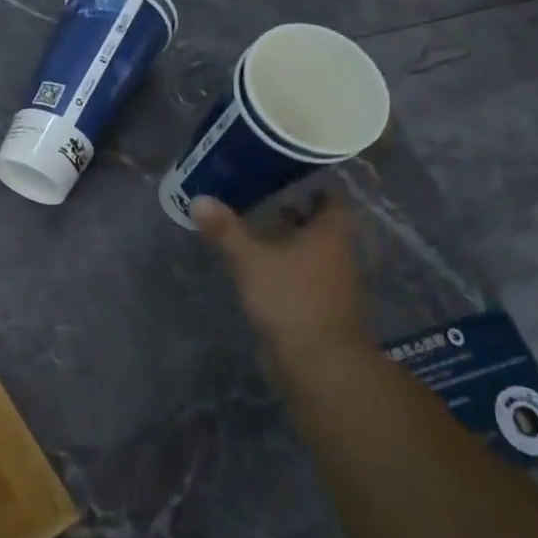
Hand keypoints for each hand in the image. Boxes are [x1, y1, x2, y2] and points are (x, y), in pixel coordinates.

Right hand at [191, 192, 365, 355]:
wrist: (317, 358)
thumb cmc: (289, 297)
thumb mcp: (250, 259)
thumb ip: (225, 230)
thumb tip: (199, 199)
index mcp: (330, 234)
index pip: (332, 201)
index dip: (315, 188)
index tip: (289, 179)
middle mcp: (338, 254)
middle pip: (323, 227)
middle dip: (298, 215)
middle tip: (267, 203)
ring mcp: (333, 283)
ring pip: (314, 253)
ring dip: (292, 243)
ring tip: (258, 234)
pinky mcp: (321, 306)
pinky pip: (306, 276)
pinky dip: (289, 268)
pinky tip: (263, 270)